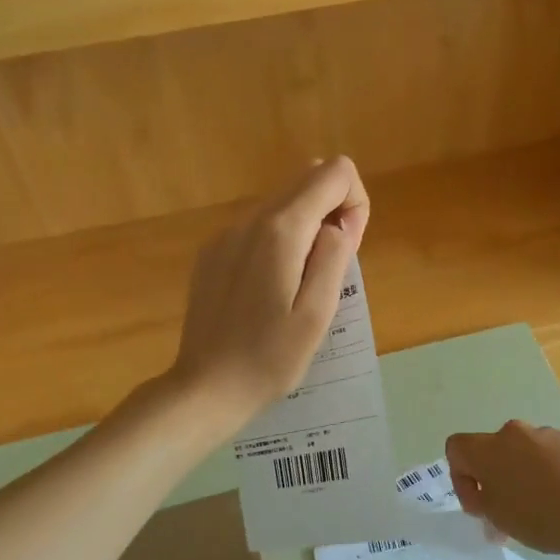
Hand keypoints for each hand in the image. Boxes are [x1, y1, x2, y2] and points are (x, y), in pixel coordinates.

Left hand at [169, 157, 369, 431]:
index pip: (333, 173)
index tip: (349, 246)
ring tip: (301, 283)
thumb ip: (334, 256)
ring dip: (305, 226)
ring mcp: (225, 234)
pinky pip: (257, 226)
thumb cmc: (269, 358)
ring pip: (281, 201)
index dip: (355, 201)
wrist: (205, 387)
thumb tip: (339, 222)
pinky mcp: (211, 252)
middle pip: (306, 178)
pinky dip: (278, 240)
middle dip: (332, 209)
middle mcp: (250, 219)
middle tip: (330, 267)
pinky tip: (270, 288)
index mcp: (280, 230)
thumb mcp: (317, 313)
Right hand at [445, 420, 559, 559]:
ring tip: (549, 505)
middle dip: (499, 475)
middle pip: (496, 449)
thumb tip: (485, 497)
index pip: (456, 448)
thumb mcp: (497, 518)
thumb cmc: (538, 516)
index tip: (479, 505)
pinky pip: (559, 453)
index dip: (461, 476)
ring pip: (529, 451)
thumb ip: (482, 502)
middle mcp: (514, 432)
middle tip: (511, 509)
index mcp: (487, 448)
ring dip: (530, 471)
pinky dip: (559, 470)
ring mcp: (549, 433)